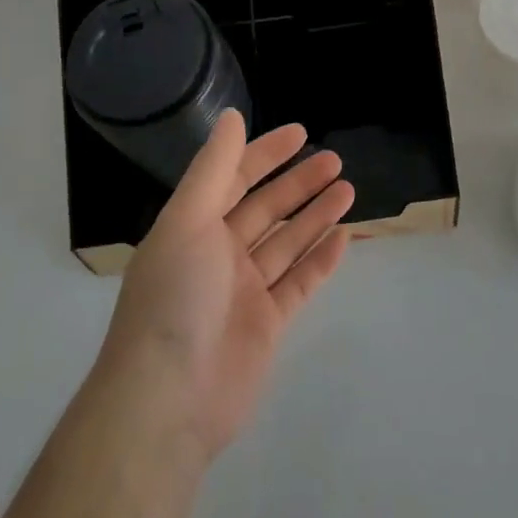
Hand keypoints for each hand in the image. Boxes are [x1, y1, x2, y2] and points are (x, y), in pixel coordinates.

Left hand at [92, 111, 353, 463]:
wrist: (168, 401)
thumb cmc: (175, 297)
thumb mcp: (188, 219)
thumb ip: (214, 168)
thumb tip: (232, 116)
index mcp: (194, 227)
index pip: (234, 178)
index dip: (265, 153)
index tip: (301, 132)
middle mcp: (218, 254)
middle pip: (266, 208)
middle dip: (299, 182)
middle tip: (336, 160)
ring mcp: (244, 292)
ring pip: (287, 242)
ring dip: (316, 215)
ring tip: (349, 189)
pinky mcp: (267, 325)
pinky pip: (299, 283)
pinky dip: (321, 259)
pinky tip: (344, 236)